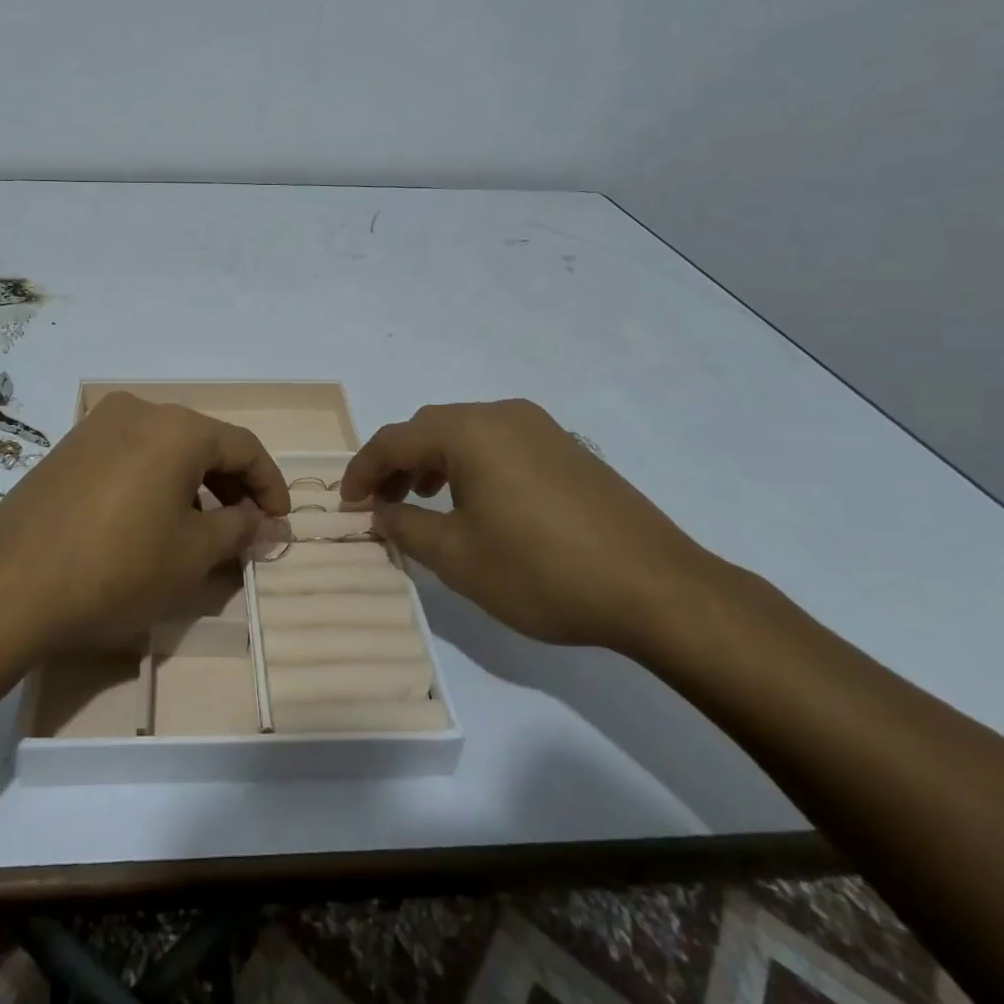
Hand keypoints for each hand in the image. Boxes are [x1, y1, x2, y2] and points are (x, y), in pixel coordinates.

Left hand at [0, 393, 289, 655]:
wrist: (10, 587)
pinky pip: (129, 455)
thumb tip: (268, 522)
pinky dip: (154, 481)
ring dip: (192, 484)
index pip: (243, 447)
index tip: (280, 522)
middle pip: (203, 442)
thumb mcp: (191, 555)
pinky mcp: (68, 447)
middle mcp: (138, 410)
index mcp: (177, 428)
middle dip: (231, 485)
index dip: (269, 485)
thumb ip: (240, 529)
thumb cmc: (117, 569)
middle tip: (245, 528)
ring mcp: (97, 425)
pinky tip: (149, 520)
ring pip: (164, 448)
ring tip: (199, 529)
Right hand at [340, 400, 715, 651]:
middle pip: (429, 428)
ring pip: (465, 433)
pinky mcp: (567, 448)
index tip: (346, 503)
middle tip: (383, 504)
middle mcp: (502, 414)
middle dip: (398, 464)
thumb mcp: (459, 558)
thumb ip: (406, 529)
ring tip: (424, 501)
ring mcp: (540, 428)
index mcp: (469, 431)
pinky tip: (478, 502)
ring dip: (434, 462)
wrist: (657, 588)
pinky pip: (499, 443)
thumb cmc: (542, 571)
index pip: (395, 440)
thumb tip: (378, 513)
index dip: (363, 471)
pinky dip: (471, 464)